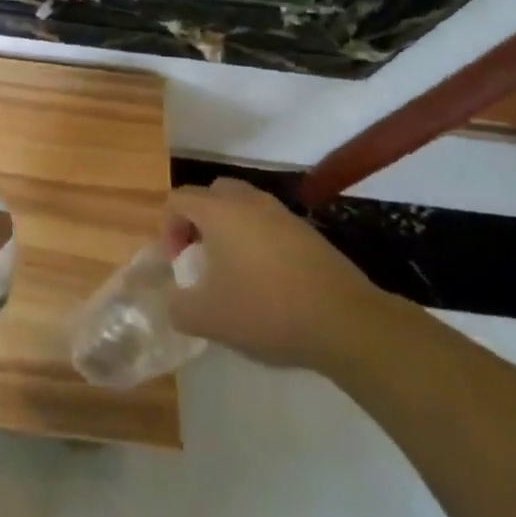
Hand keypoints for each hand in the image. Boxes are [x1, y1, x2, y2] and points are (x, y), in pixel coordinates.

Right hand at [164, 178, 392, 373]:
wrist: (347, 323)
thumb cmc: (267, 310)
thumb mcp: (208, 318)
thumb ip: (179, 307)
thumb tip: (177, 302)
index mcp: (218, 211)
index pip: (178, 199)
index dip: (168, 228)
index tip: (178, 263)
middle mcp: (248, 202)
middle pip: (212, 194)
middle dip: (199, 221)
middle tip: (202, 256)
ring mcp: (283, 215)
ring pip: (244, 207)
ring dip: (231, 230)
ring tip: (234, 271)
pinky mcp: (310, 234)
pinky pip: (271, 226)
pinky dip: (260, 243)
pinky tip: (268, 282)